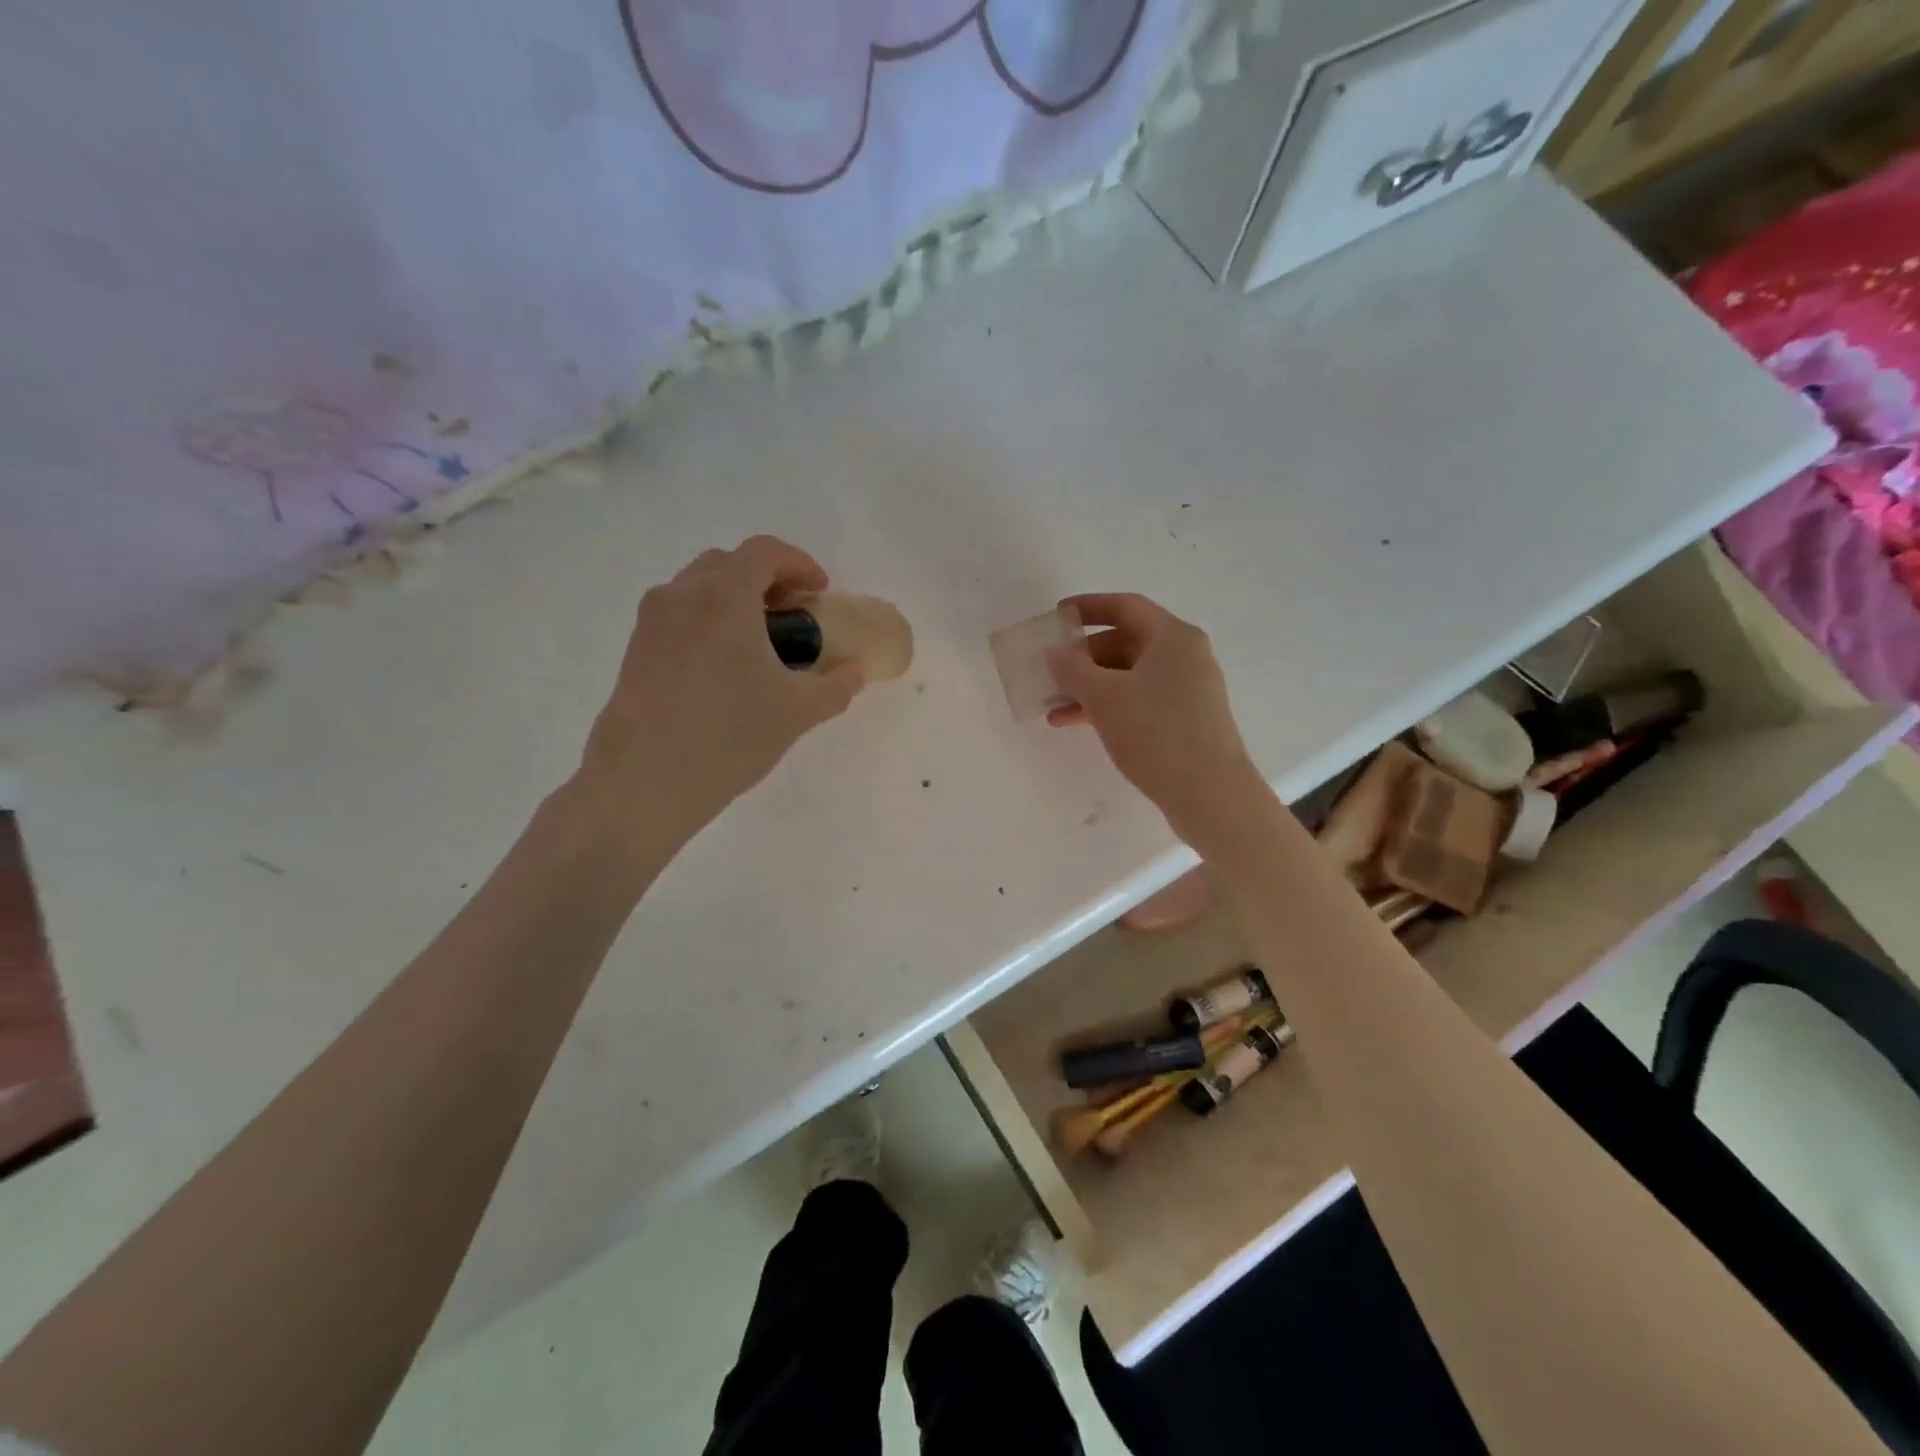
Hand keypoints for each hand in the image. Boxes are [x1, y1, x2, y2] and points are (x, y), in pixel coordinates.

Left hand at [579, 536, 864, 833]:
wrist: (643, 781)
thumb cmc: (728, 735)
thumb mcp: (797, 712)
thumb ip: (835, 686)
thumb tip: (855, 672)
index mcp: (725, 596)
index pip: (764, 551)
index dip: (799, 563)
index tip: (820, 592)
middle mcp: (682, 595)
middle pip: (729, 563)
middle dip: (767, 579)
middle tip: (793, 615)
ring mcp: (652, 622)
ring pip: (698, 588)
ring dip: (734, 600)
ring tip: (759, 643)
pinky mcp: (635, 650)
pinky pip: (679, 616)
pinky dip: (708, 622)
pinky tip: (724, 669)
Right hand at [1047, 593, 1265, 847]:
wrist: (1210, 794)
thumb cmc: (1156, 733)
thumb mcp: (1104, 696)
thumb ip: (1073, 668)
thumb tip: (1058, 653)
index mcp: (1172, 637)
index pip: (1125, 606)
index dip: (1088, 607)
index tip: (1057, 616)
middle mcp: (1185, 656)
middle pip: (1125, 642)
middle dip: (1083, 657)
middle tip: (1051, 672)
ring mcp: (1188, 690)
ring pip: (1129, 676)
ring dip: (1090, 687)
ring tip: (1053, 708)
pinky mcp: (1186, 721)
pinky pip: (1139, 701)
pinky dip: (1108, 707)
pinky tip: (1076, 725)